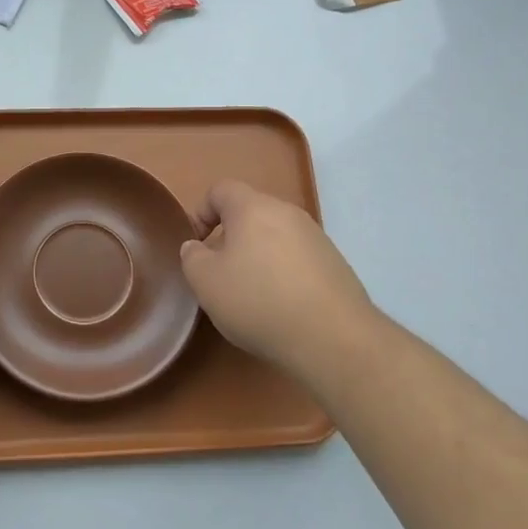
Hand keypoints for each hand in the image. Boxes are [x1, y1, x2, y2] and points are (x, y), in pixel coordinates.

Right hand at [180, 181, 379, 387]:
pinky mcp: (335, 264)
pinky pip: (298, 258)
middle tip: (222, 273)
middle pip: (250, 213)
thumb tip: (197, 247)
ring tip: (253, 295)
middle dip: (231, 238)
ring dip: (259, 257)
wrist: (333, 337)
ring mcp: (316, 237)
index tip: (197, 246)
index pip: (221, 190)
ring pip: (276, 236)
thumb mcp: (206, 282)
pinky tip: (283, 307)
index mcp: (253, 207)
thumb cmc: (259, 301)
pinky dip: (284, 274)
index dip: (201, 213)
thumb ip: (192, 257)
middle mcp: (287, 212)